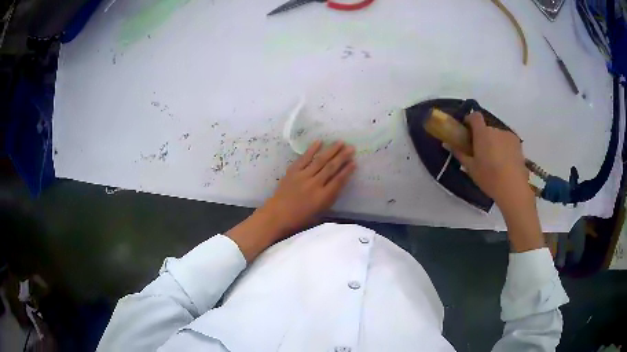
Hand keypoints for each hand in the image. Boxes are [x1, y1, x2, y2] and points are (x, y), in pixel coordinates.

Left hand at [227, 141, 355, 261]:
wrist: (276, 215)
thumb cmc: (299, 219)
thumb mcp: (319, 213)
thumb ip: (329, 199)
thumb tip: (338, 185)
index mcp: (322, 197)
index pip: (339, 181)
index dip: (347, 171)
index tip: (355, 162)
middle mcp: (314, 185)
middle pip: (331, 168)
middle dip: (342, 157)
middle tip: (351, 147)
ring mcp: (303, 176)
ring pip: (320, 160)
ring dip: (331, 150)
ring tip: (340, 142)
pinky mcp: (292, 172)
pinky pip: (304, 158)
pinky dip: (311, 149)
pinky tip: (319, 142)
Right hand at [451, 112, 542, 251]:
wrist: (513, 188)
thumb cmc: (489, 178)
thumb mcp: (471, 168)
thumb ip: (460, 153)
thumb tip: (448, 144)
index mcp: (483, 133)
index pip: (474, 116)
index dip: (470, 121)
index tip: (467, 131)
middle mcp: (496, 130)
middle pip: (486, 128)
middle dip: (482, 137)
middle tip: (480, 153)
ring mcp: (508, 136)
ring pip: (497, 135)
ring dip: (494, 143)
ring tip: (495, 161)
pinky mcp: (518, 144)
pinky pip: (507, 141)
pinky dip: (504, 147)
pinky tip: (505, 163)